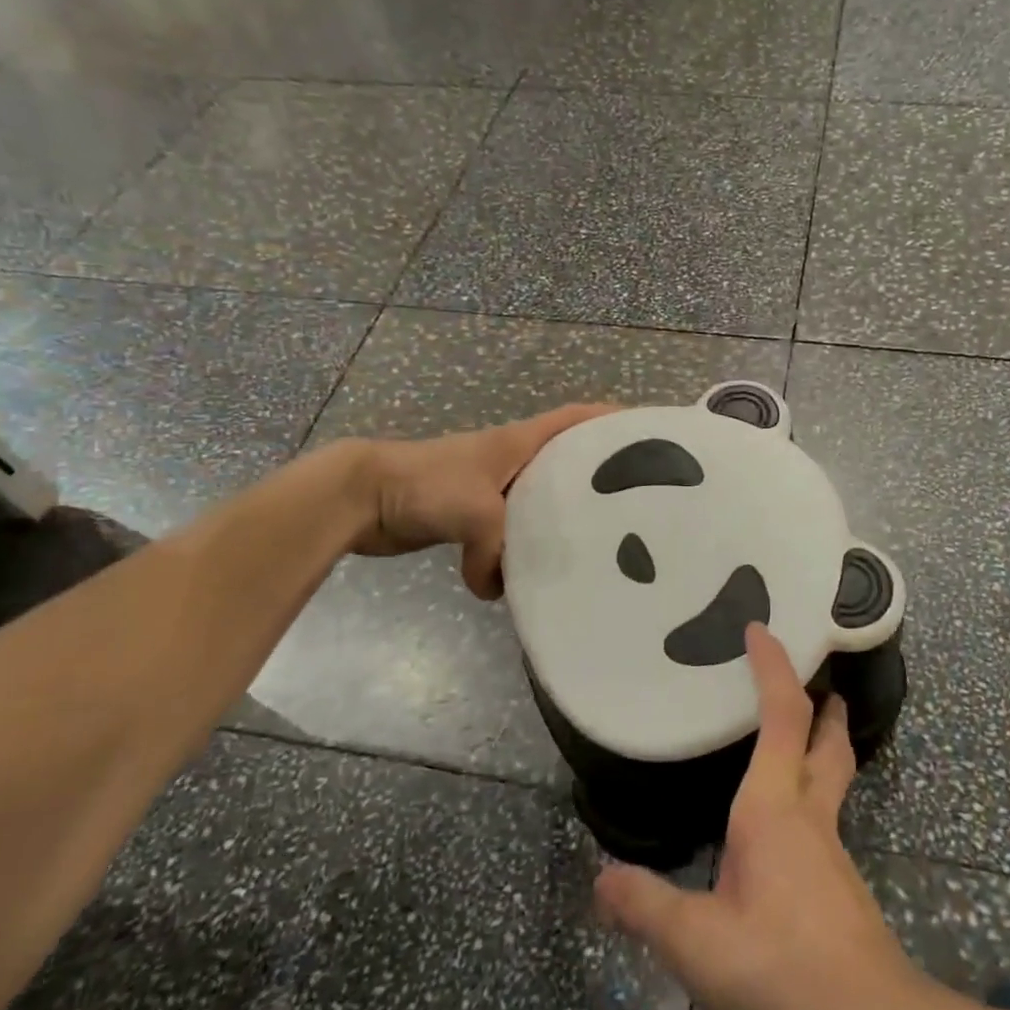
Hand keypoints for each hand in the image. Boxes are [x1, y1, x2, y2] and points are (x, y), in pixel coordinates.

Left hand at [337, 403, 612, 597]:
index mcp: (521, 443)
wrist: (362, 498)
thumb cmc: (425, 484)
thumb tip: (496, 590)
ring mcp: (491, 490)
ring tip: (594, 546)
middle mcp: (512, 461)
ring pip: (538, 505)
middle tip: (634, 505)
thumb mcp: (476, 512)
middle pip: (565, 464)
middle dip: (596, 480)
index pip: (577, 419)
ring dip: (557, 523)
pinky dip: (520, 552)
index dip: (611, 421)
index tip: (647, 434)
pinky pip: (508, 534)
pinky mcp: (471, 517)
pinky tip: (535, 575)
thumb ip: (498, 552)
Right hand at [594, 623, 929, 1009]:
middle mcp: (810, 817)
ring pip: (831, 779)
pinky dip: (810, 794)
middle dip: (823, 704)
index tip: (761, 630)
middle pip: (827, 741)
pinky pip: (824, 818)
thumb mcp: (698, 945)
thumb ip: (647, 906)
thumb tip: (601, 878)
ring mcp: (831, 853)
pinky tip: (785, 828)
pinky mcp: (840, 889)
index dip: (774, 669)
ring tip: (796, 739)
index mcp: (774, 809)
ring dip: (821, 747)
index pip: (783, 718)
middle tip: (815, 677)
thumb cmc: (785, 972)